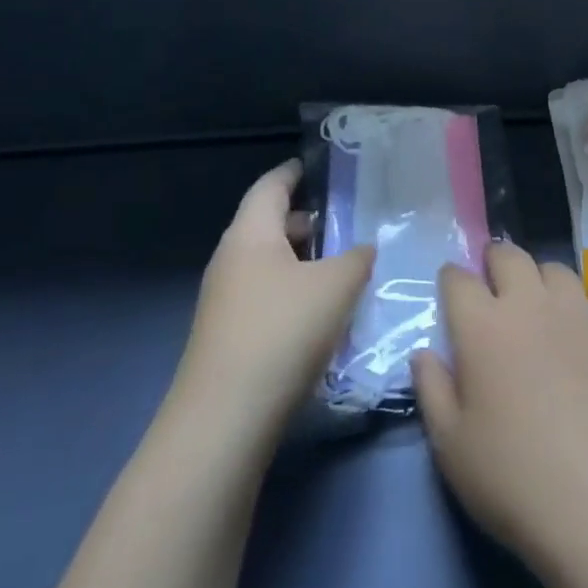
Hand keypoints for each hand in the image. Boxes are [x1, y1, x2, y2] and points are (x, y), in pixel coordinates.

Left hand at [169, 160, 373, 456]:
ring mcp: (226, 302)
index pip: (271, 186)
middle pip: (270, 226)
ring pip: (271, 266)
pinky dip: (296, 294)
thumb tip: (363, 248)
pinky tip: (325, 314)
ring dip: (305, 262)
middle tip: (348, 222)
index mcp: (250, 234)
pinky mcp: (230, 338)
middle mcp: (232, 261)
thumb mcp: (336, 285)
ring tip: (345, 268)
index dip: (294, 172)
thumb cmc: (282, 331)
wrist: (224, 421)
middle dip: (308, 222)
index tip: (318, 166)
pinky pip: (268, 298)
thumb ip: (357, 257)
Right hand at [412, 244, 587, 573]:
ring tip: (537, 307)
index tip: (451, 288)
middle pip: (510, 256)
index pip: (459, 279)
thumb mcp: (451, 445)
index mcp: (483, 326)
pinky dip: (574, 313)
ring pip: (554, 270)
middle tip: (493, 283)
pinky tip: (577, 348)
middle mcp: (530, 304)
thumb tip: (424, 354)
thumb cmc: (513, 476)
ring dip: (539, 279)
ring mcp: (579, 313)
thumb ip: (432, 389)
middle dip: (495, 261)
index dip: (451, 279)